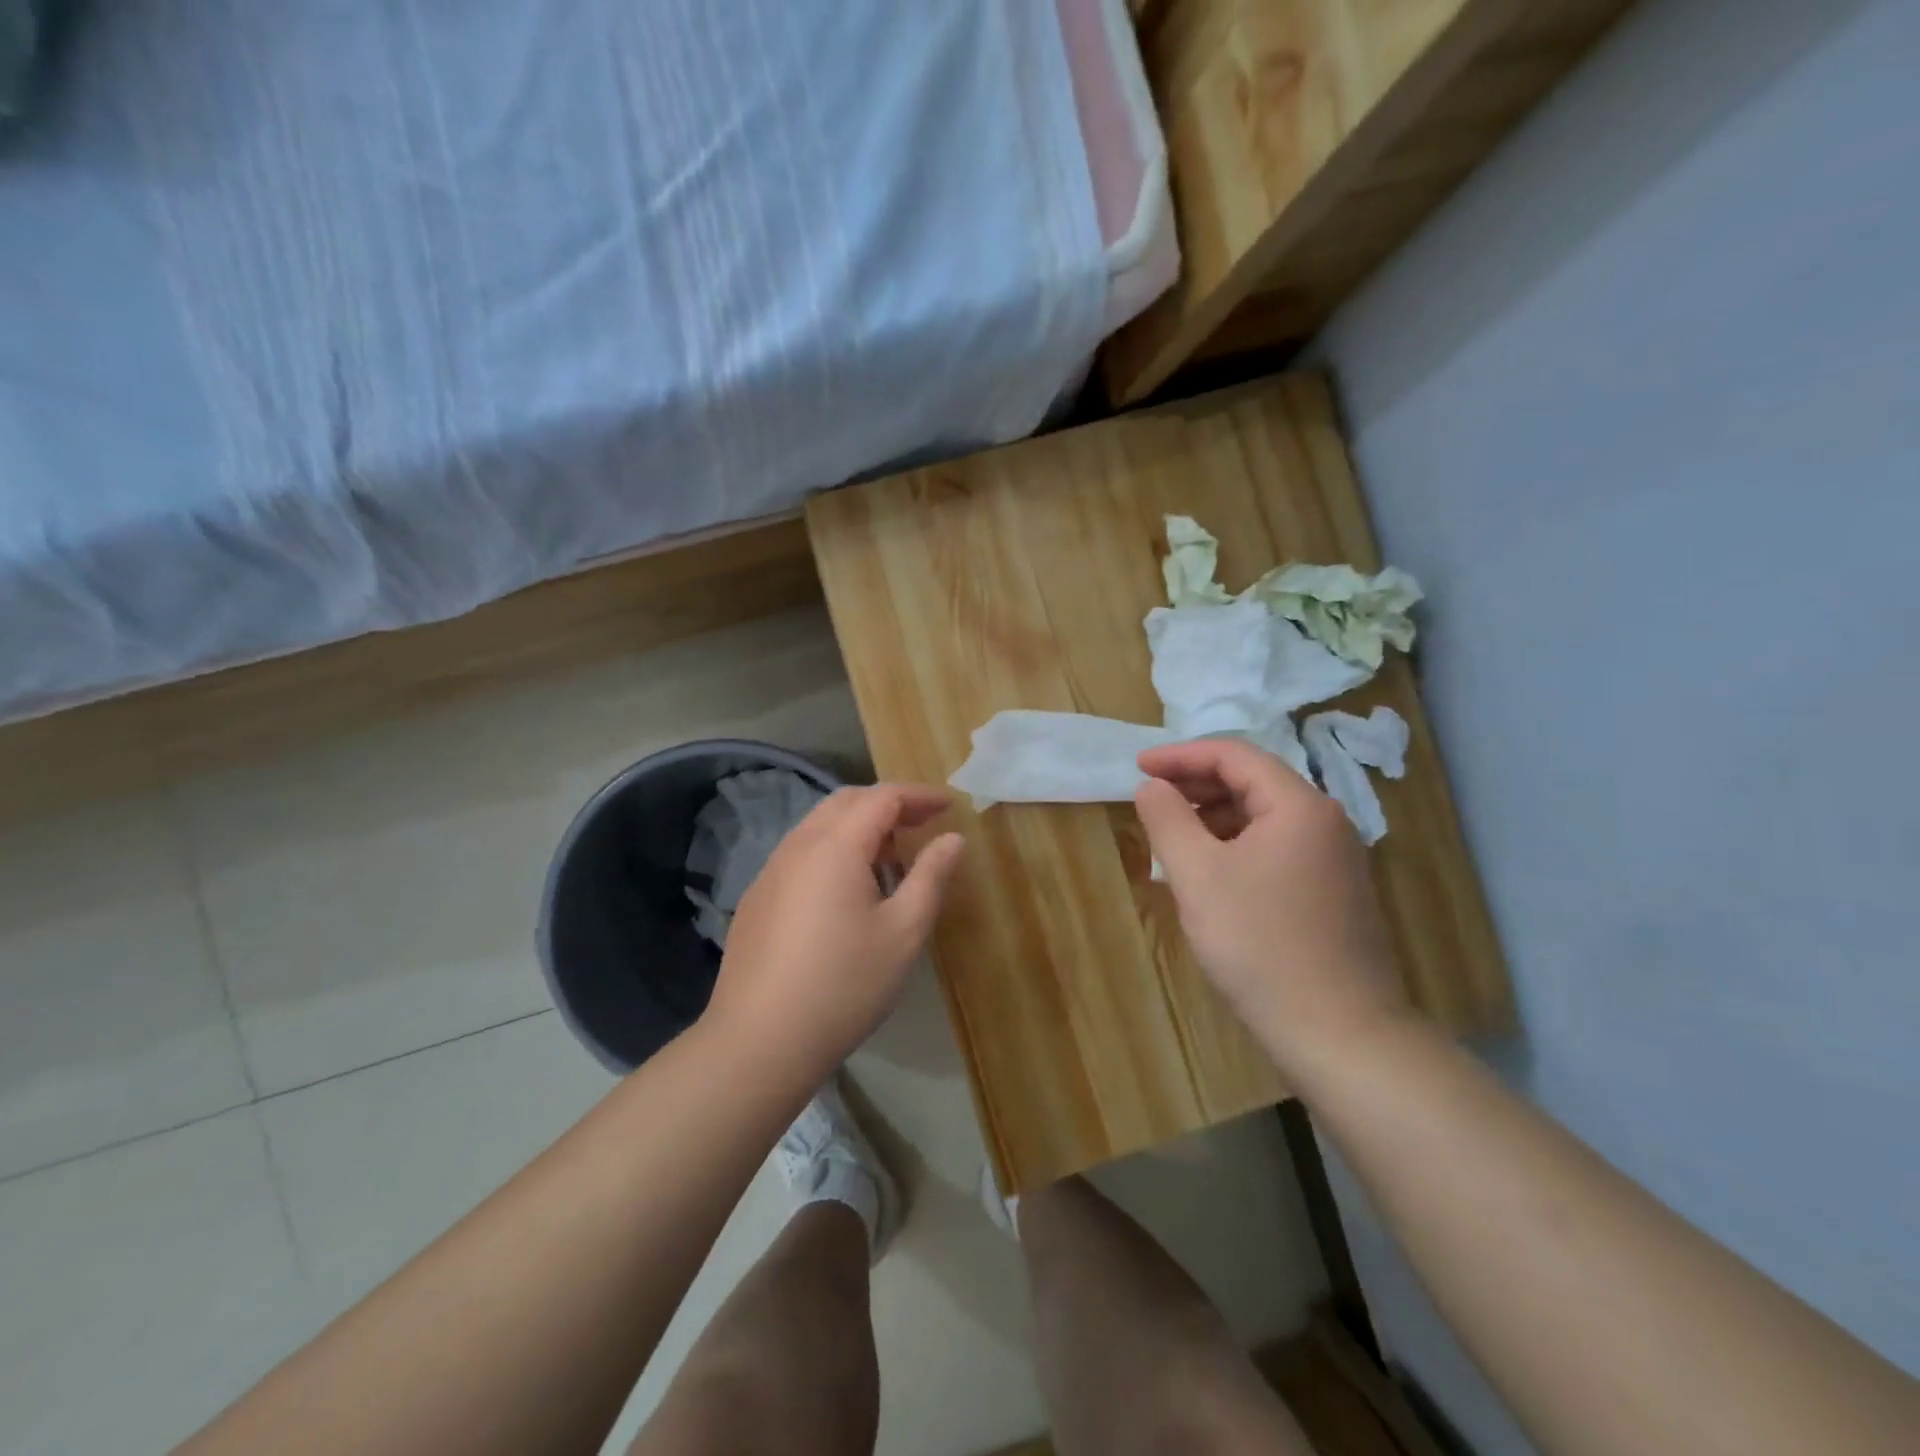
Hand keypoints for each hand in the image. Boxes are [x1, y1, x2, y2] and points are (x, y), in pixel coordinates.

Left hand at [704, 784, 965, 1081]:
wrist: (759, 1042)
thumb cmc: (844, 985)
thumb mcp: (903, 932)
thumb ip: (931, 876)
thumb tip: (952, 838)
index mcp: (835, 846)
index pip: (882, 797)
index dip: (919, 795)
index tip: (950, 806)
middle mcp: (798, 845)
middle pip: (847, 802)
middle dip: (889, 805)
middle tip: (923, 825)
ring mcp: (771, 871)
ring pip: (820, 826)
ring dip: (860, 828)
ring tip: (892, 860)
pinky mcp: (758, 898)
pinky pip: (802, 853)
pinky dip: (834, 851)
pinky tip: (849, 892)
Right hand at [1134, 738, 1408, 1074]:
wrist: (1338, 1032)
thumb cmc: (1260, 944)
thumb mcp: (1198, 876)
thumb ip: (1168, 819)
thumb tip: (1151, 786)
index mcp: (1298, 806)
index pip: (1234, 755)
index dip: (1180, 755)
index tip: (1138, 766)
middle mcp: (1324, 821)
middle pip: (1252, 782)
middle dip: (1196, 785)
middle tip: (1150, 800)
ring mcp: (1334, 858)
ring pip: (1263, 817)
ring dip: (1214, 817)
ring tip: (1172, 838)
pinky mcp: (1333, 891)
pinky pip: (1275, 847)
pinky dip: (1235, 846)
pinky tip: (1208, 873)